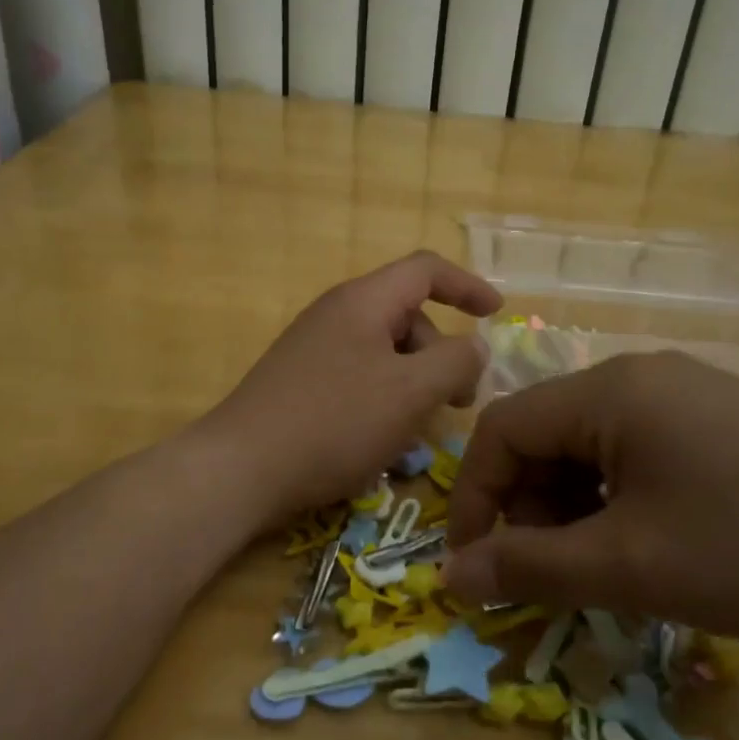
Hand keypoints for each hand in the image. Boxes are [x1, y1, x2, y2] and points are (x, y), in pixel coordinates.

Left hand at [206, 251, 501, 524]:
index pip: (426, 270)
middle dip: (442, 353)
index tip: (497, 314)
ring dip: (415, 382)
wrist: (241, 469)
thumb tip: (474, 347)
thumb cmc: (334, 422)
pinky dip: (385, 398)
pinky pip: (359, 377)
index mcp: (363, 301)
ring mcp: (314, 349)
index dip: (467, 286)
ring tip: (419, 429)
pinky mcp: (301, 382)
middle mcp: (337, 314)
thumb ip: (455, 362)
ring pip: (385, 352)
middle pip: (408, 316)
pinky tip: (383, 439)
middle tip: (458, 403)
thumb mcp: (410, 392)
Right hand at [443, 351, 738, 642]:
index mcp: (610, 391)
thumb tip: (451, 574)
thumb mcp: (629, 567)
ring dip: (575, 510)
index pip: (502, 430)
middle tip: (551, 578)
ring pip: (592, 450)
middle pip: (547, 437)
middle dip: (530, 509)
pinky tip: (653, 547)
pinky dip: (620, 502)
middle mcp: (642, 378)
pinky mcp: (722, 423)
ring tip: (606, 570)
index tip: (476, 568)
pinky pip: (639, 455)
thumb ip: (529, 568)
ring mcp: (687, 396)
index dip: (475, 500)